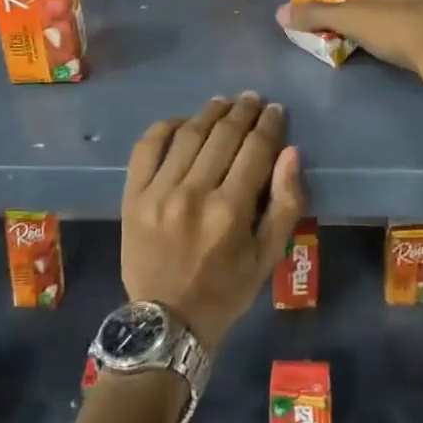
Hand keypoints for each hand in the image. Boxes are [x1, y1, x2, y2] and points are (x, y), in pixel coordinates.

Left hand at [120, 93, 307, 351]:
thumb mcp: (268, 257)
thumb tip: (290, 153)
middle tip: (252, 99)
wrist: (167, 322)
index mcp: (230, 211)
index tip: (275, 111)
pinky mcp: (132, 196)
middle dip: (242, 112)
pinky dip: (164, 127)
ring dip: (208, 113)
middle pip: (223, 136)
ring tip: (222, 103)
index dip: (269, 125)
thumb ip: (285, 204)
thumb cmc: (225, 291)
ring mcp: (158, 192)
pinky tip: (181, 121)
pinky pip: (146, 148)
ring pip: (188, 135)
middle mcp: (194, 194)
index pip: (255, 150)